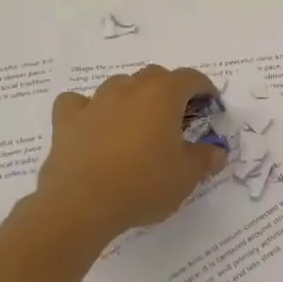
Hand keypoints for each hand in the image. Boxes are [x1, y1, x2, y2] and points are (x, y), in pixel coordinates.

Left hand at [26, 66, 227, 249]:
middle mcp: (129, 89)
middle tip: (178, 117)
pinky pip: (79, 103)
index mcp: (163, 95)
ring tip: (139, 122)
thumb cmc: (143, 184)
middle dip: (170, 90)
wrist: (81, 205)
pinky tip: (94, 124)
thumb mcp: (188, 176)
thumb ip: (206, 158)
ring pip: (119, 85)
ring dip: (133, 96)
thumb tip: (216, 152)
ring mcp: (95, 103)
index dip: (204, 89)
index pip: (190, 78)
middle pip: (155, 76)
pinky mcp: (66, 121)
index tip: (210, 106)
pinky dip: (89, 108)